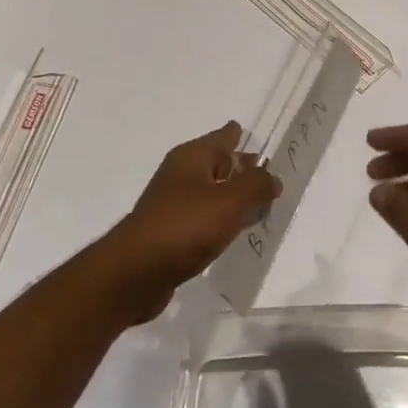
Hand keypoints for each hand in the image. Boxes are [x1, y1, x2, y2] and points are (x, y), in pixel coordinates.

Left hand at [98, 121, 280, 322]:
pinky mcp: (171, 234)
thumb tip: (272, 177)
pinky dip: (221, 221)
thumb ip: (257, 185)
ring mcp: (173, 205)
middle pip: (218, 165)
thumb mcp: (230, 201)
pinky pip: (204, 219)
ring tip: (261, 205)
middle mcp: (181, 175)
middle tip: (270, 174)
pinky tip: (235, 232)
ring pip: (212, 193)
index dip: (239, 135)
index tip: (254, 134)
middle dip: (241, 168)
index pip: (222, 137)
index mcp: (192, 157)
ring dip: (233, 197)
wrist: (135, 273)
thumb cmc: (185, 227)